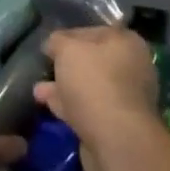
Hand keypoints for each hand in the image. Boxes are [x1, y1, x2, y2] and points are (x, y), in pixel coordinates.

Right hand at [35, 26, 165, 170]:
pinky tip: (47, 105)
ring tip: (38, 90)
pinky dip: (68, 105)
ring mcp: (125, 97)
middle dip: (67, 65)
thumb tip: (53, 43)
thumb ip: (58, 41)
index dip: (69, 36)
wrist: (116, 139)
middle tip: (44, 68)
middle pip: (94, 60)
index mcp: (127, 41)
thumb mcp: (69, 50)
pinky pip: (87, 108)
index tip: (48, 46)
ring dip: (64, 87)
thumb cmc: (94, 82)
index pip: (93, 31)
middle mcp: (131, 66)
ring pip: (89, 86)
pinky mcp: (116, 124)